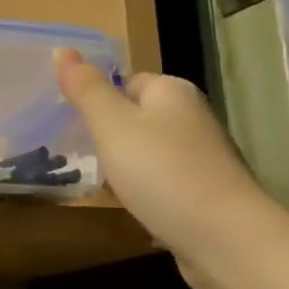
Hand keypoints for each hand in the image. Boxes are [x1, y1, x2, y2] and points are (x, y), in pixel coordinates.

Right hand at [55, 49, 277, 288]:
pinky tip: (134, 209)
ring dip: (128, 168)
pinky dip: (148, 194)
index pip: (127, 81)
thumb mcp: (112, 125)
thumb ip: (86, 89)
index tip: (74, 125)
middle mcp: (193, 117)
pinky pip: (165, 184)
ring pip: (151, 153)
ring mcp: (203, 158)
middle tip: (82, 156)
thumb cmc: (162, 172)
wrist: (226, 239)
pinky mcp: (208, 194)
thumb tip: (62, 49)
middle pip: (138, 118)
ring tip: (103, 185)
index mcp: (172, 91)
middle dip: (111, 136)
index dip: (100, 100)